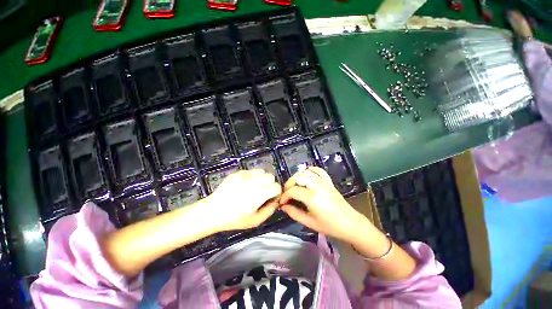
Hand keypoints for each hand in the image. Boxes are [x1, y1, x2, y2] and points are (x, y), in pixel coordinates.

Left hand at [207, 169, 281, 231]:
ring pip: (262, 171)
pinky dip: (252, 177)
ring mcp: (245, 175)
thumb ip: (269, 211)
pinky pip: (251, 171)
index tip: (270, 199)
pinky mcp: (237, 172)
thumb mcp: (255, 221)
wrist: (213, 211)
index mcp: (259, 193)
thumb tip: (275, 201)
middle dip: (270, 184)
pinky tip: (245, 185)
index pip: (277, 187)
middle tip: (262, 193)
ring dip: (262, 179)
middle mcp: (254, 181)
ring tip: (254, 187)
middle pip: (271, 176)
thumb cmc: (234, 219)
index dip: (276, 193)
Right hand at [279, 167, 367, 240]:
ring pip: (305, 172)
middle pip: (297, 177)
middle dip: (288, 184)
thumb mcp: (309, 222)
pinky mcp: (328, 181)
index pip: (292, 190)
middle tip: (287, 194)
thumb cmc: (329, 225)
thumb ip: (294, 213)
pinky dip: (310, 170)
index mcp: (312, 196)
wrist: (349, 223)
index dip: (284, 196)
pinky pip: (318, 170)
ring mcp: (323, 181)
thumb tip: (283, 206)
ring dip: (297, 177)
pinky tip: (306, 175)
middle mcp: (316, 185)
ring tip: (294, 186)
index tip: (282, 202)